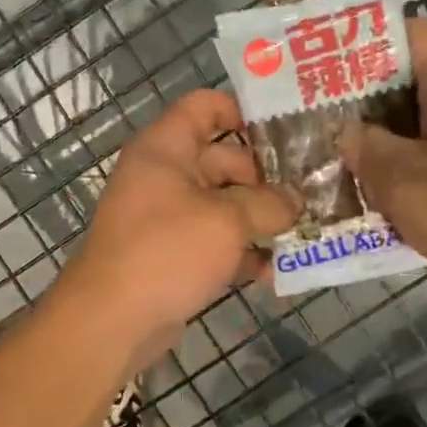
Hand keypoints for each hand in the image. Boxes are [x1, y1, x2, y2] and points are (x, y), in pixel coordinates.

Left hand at [60, 90, 298, 367]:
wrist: (112, 320)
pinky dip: (243, 252)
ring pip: (224, 205)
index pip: (204, 106)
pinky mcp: (174, 255)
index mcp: (166, 148)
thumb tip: (296, 201)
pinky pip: (216, 242)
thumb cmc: (167, 252)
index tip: (288, 130)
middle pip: (224, 160)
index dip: (244, 111)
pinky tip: (277, 270)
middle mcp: (165, 175)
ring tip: (307, 229)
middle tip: (314, 190)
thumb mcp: (226, 221)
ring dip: (261, 218)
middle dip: (268, 177)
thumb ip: (268, 204)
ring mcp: (168, 217)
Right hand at [343, 17, 426, 292]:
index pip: (418, 35)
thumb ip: (368, 149)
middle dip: (368, 98)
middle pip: (415, 83)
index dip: (375, 39)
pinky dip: (406, 169)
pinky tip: (378, 194)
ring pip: (423, 126)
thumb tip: (349, 131)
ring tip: (341, 156)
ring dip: (385, 139)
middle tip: (323, 116)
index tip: (334, 60)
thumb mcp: (404, 180)